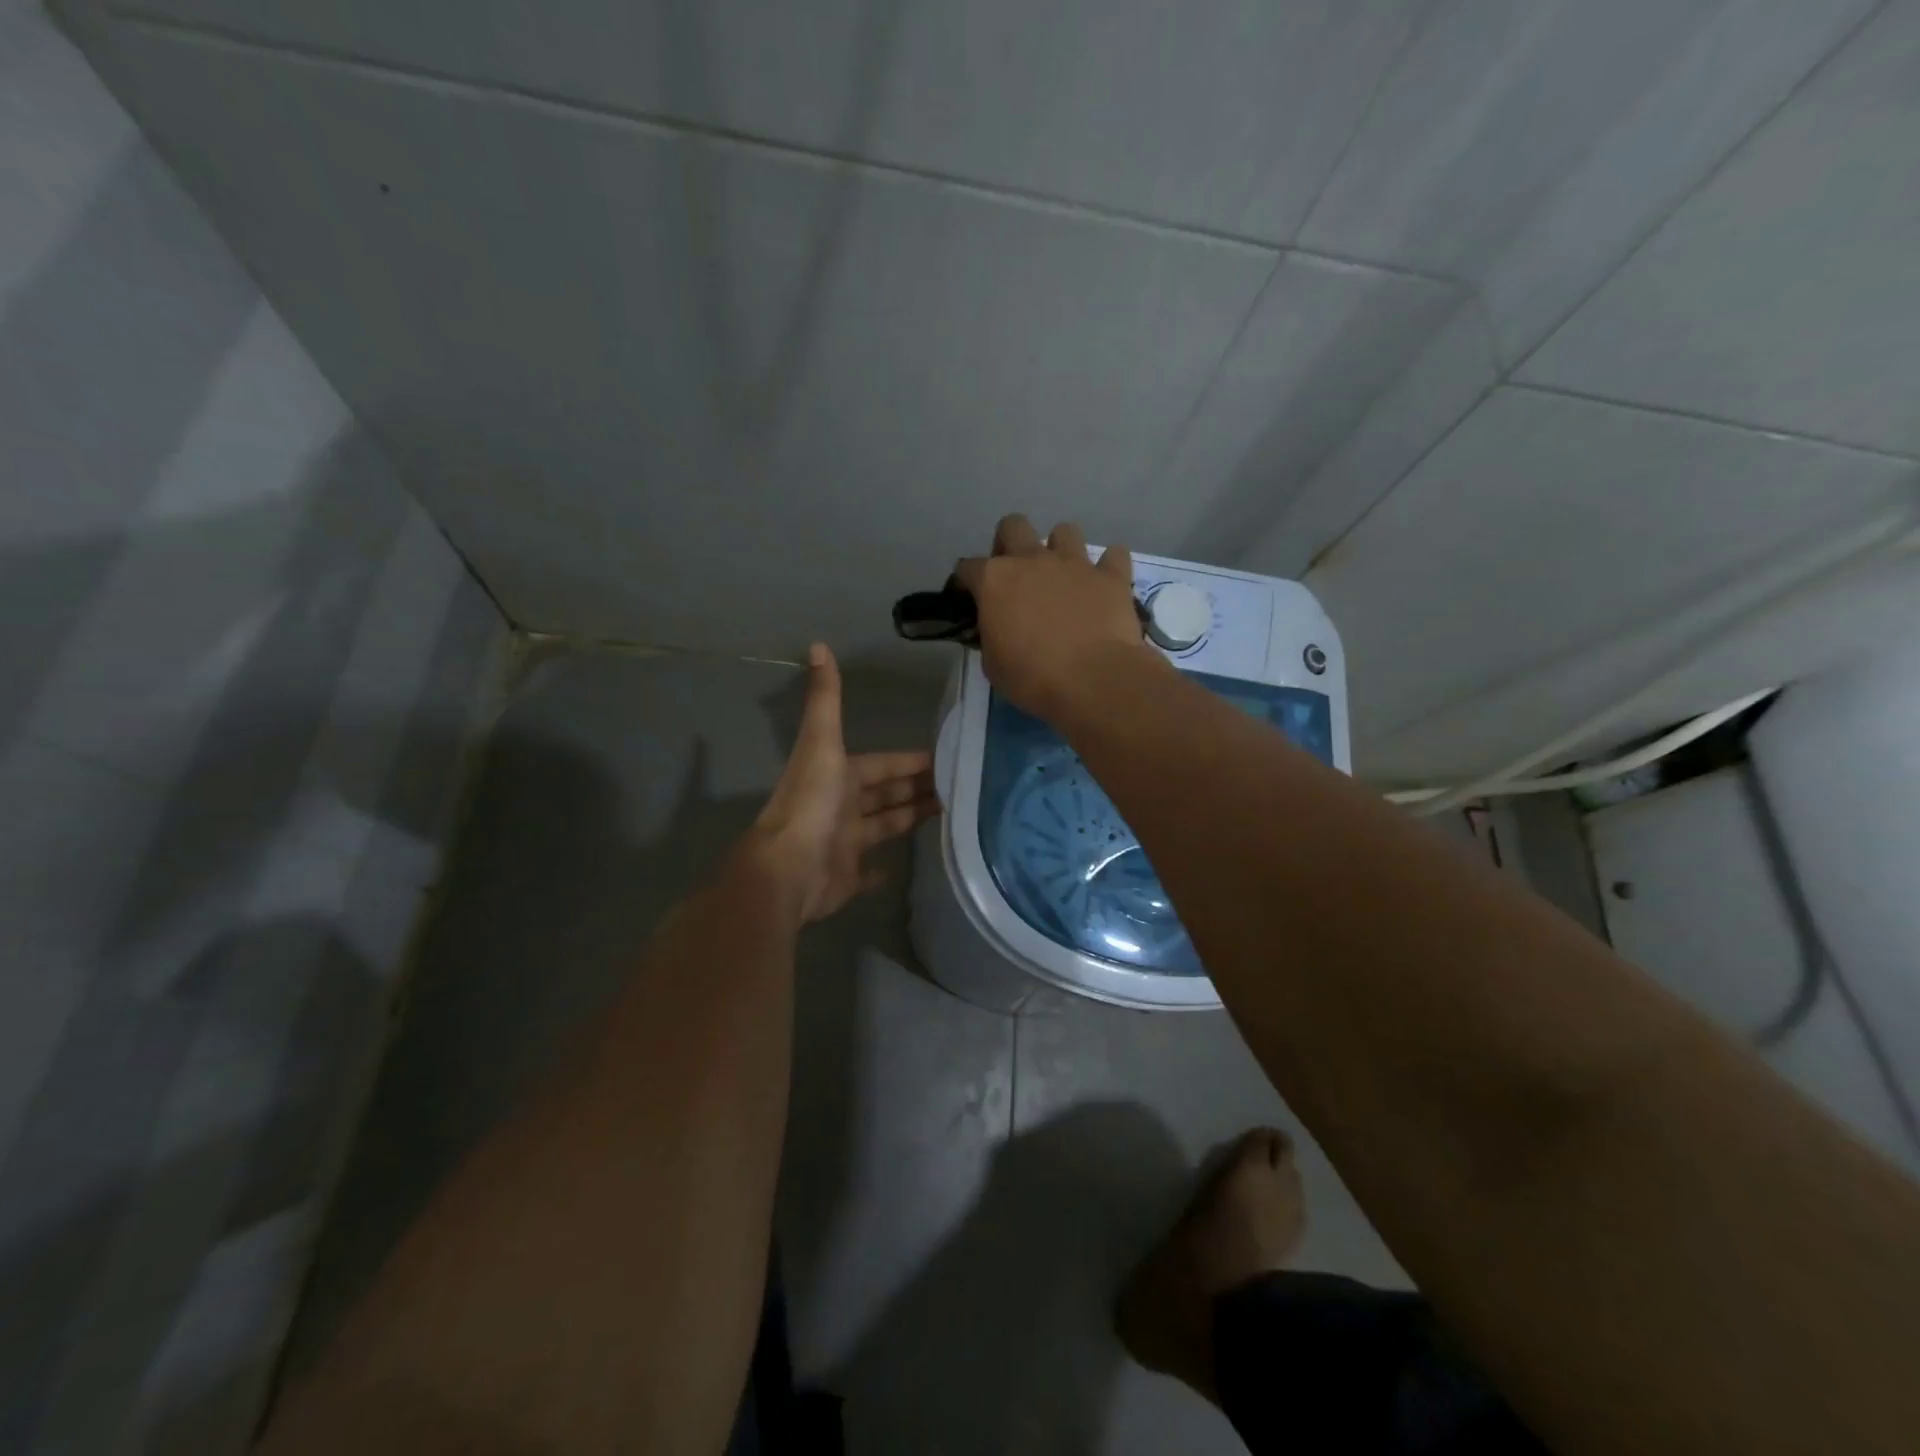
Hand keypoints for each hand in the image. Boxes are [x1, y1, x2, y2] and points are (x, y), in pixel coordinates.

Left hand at [743, 644, 938, 922]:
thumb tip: (817, 644)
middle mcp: (842, 807)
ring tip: (948, 814)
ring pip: (883, 826)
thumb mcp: (822, 743)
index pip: (883, 765)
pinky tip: (899, 868)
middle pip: (886, 794)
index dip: (911, 761)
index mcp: (840, 776)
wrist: (787, 870)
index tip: (945, 758)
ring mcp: (844, 844)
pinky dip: (879, 871)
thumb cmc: (812, 803)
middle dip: (916, 788)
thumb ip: (825, 698)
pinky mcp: (846, 878)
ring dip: (908, 818)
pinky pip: (866, 872)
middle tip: (958, 786)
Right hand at [954, 514, 1158, 720]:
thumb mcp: (993, 664)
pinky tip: (1104, 583)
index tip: (971, 599)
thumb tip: (997, 627)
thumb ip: (991, 634)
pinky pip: (1113, 555)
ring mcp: (1075, 563)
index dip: (967, 582)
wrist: (1094, 680)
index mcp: (995, 580)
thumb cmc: (1033, 678)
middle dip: (1010, 543)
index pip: (968, 567)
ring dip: (1060, 549)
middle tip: (1016, 575)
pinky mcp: (1112, 576)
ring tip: (1063, 577)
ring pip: (1064, 531)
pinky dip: (1108, 566)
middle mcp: (1033, 559)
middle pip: (1013, 526)